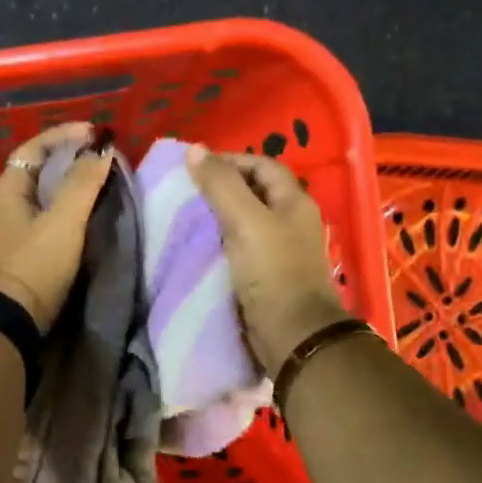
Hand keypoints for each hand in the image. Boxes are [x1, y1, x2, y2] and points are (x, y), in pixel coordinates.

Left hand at [0, 123, 113, 331]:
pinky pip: (41, 219)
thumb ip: (83, 183)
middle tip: (99, 158)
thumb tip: (102, 149)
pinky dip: (62, 210)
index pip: (35, 146)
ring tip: (96, 184)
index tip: (96, 134)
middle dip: (68, 159)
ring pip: (39, 196)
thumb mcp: (64, 220)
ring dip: (66, 186)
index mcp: (7, 189)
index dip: (65, 135)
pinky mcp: (15, 254)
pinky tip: (81, 218)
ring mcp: (6, 231)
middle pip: (36, 170)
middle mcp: (1, 205)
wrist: (8, 322)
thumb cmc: (35, 264)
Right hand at [186, 145, 350, 378]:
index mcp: (294, 201)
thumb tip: (194, 149)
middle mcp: (291, 220)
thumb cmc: (272, 270)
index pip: (262, 165)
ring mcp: (281, 249)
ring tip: (188, 216)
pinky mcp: (268, 274)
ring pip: (246, 220)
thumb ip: (220, 185)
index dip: (230, 160)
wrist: (291, 332)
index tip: (195, 167)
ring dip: (219, 216)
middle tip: (188, 192)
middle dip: (222, 187)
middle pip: (255, 191)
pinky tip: (200, 246)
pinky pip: (242, 247)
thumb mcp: (245, 220)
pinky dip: (221, 242)